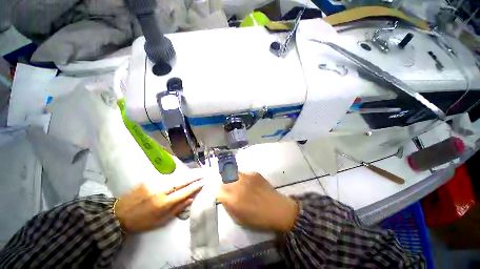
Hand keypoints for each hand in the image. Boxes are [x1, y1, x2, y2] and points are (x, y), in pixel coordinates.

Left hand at [114, 179, 203, 232]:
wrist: (119, 215)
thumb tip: (190, 199)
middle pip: (181, 182)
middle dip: (193, 178)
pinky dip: (175, 177)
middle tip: (201, 175)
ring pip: (174, 177)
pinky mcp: (148, 180)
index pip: (184, 192)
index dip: (194, 187)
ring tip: (193, 174)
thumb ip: (177, 209)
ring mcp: (154, 184)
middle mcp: (160, 191)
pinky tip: (179, 176)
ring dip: (185, 176)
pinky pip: (165, 177)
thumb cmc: (142, 221)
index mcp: (163, 203)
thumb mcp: (160, 221)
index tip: (202, 182)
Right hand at [216, 172, 298, 232]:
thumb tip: (222, 196)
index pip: (217, 189)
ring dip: (231, 178)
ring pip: (232, 173)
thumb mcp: (239, 218)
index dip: (217, 190)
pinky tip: (248, 183)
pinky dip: (242, 177)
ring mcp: (246, 176)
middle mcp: (237, 184)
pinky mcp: (254, 173)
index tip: (219, 192)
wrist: (277, 209)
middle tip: (226, 187)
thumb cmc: (258, 218)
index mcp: (233, 198)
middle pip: (223, 178)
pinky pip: (243, 173)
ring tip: (236, 183)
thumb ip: (228, 205)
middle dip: (222, 182)